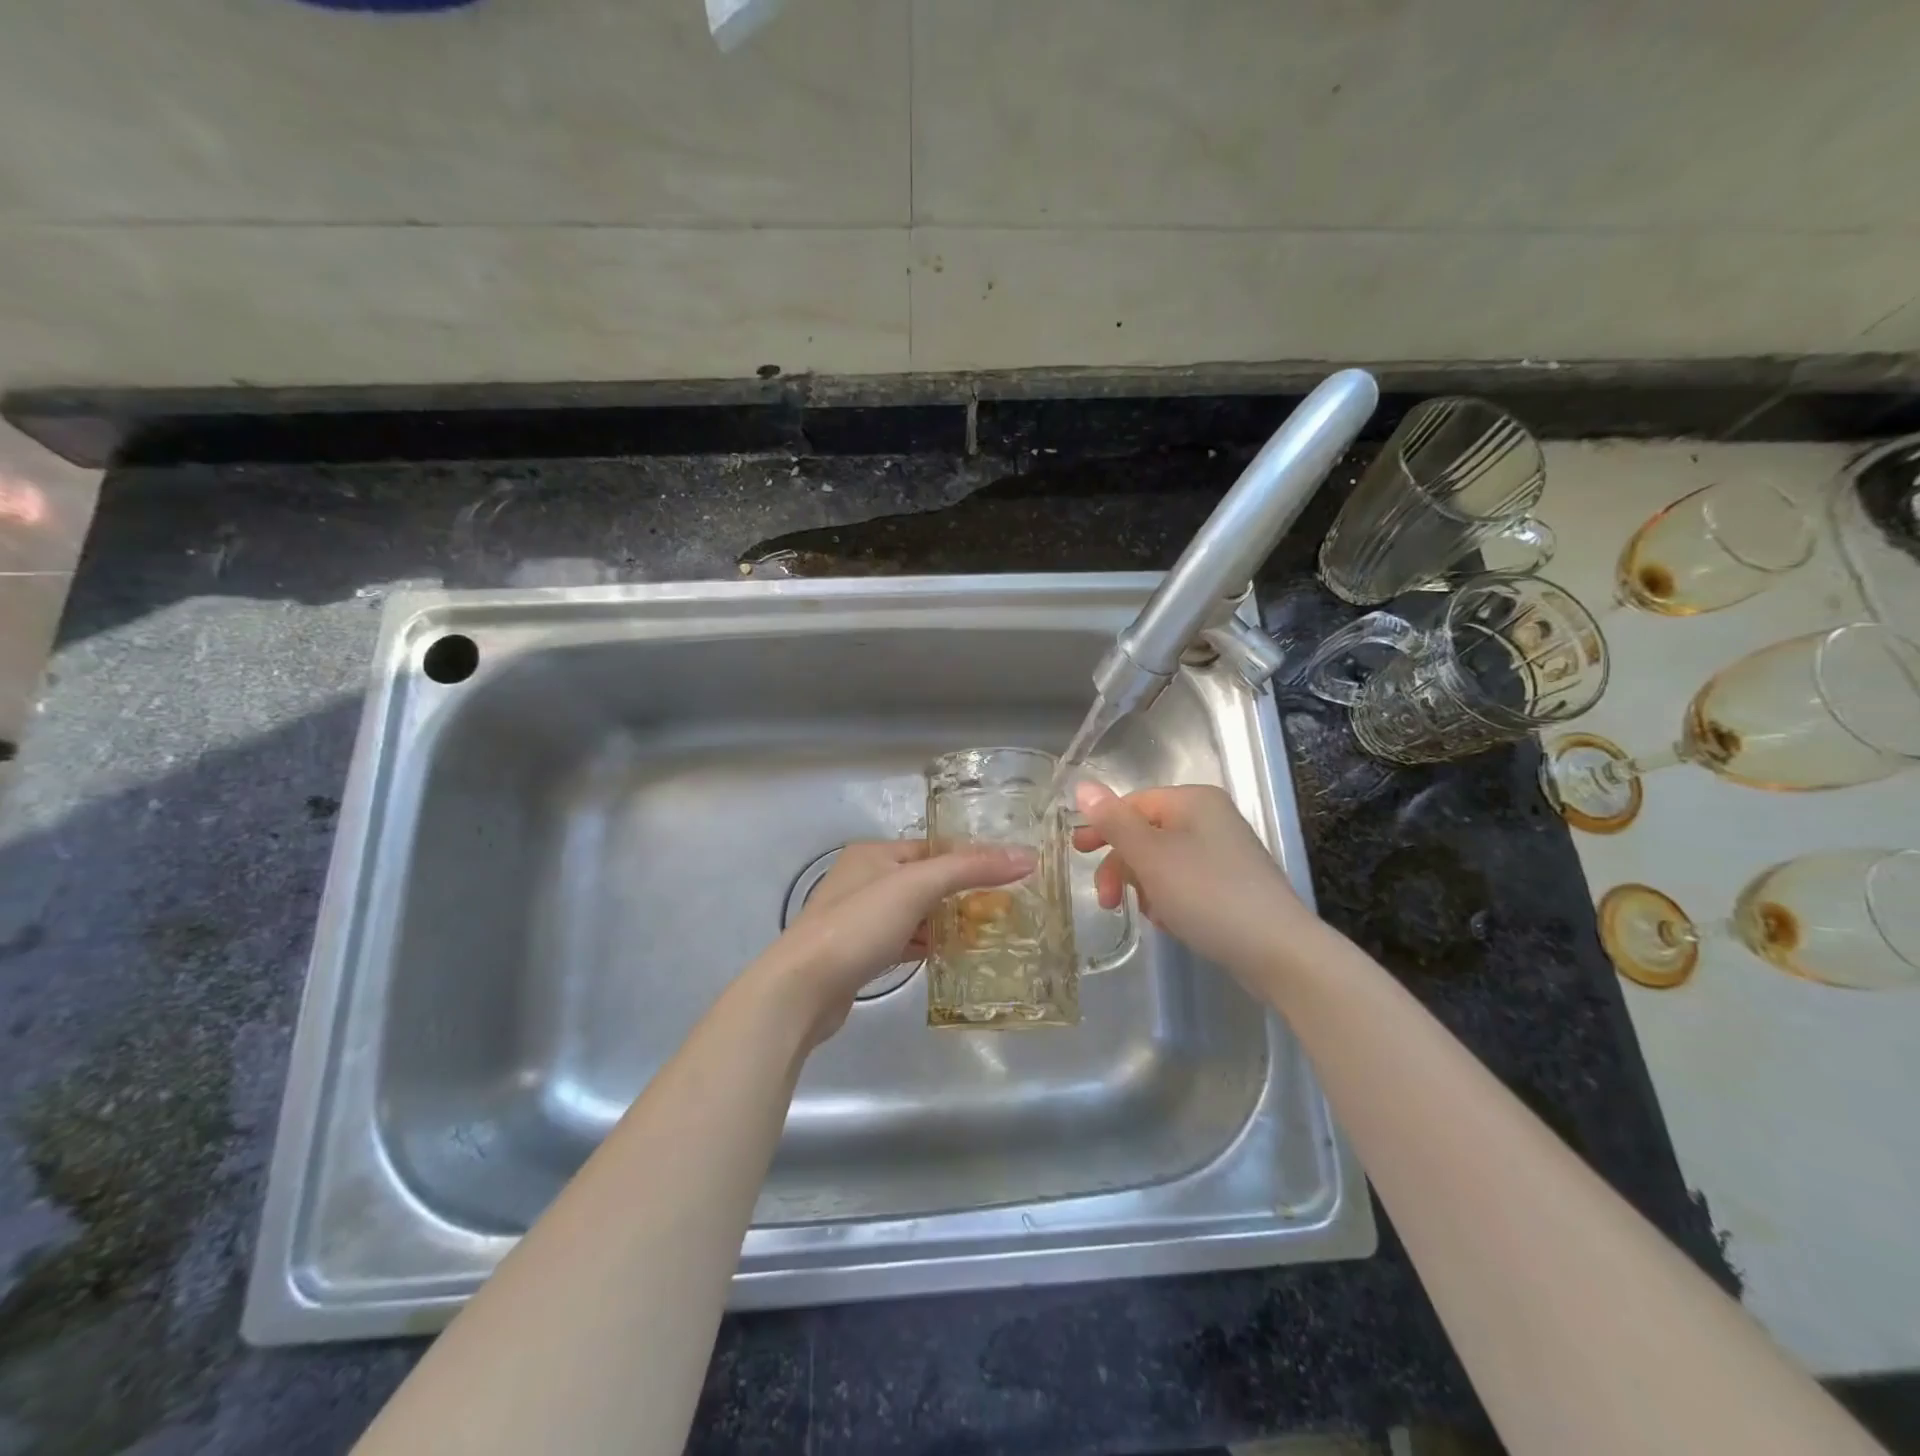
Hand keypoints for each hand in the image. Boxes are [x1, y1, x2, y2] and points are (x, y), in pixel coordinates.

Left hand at [754, 839, 1036, 1048]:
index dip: (970, 858)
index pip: (933, 847)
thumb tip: (1026, 856)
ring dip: (946, 922)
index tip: (1010, 874)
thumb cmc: (859, 925)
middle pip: (925, 880)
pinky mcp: (859, 953)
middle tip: (1005, 908)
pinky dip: (926, 945)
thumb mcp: (917, 886)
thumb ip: (970, 868)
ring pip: (915, 913)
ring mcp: (859, 918)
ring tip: (988, 933)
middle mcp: (865, 879)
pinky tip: (951, 956)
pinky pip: (903, 940)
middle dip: (962, 893)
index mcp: (874, 853)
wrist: (802, 988)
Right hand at [1071, 782, 1309, 984]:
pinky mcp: (1232, 885)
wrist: (1278, 951)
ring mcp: (1225, 852)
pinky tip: (1172, 923)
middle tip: (1108, 900)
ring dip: (1145, 887)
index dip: (1102, 827)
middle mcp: (1211, 818)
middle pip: (1146, 833)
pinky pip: (1185, 883)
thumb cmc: (1208, 894)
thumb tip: (1082, 785)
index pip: (1133, 803)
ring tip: (1150, 915)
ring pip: (1162, 862)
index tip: (1076, 854)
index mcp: (1193, 801)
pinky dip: (1170, 900)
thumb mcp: (1151, 856)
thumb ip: (1113, 821)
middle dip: (1123, 866)